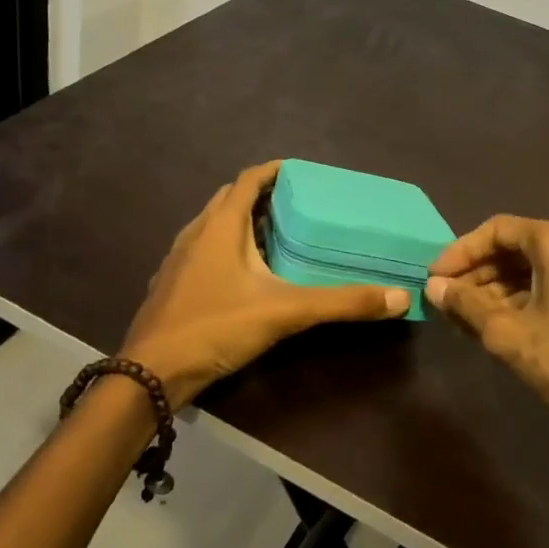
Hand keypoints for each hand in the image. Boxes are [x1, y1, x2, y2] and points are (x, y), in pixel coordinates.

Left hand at [122, 161, 411, 408]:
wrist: (149, 375)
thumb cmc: (215, 328)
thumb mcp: (285, 312)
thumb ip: (342, 302)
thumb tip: (399, 297)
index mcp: (220, 226)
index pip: (247, 180)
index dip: (273, 171)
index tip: (301, 173)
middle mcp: (195, 233)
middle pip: (229, 199)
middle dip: (260, 195)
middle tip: (294, 205)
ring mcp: (177, 260)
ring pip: (212, 226)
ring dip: (240, 222)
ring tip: (274, 235)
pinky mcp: (170, 285)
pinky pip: (202, 251)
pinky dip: (225, 248)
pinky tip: (243, 275)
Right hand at [424, 216, 548, 464]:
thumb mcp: (510, 335)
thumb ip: (467, 305)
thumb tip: (433, 287)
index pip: (497, 230)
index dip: (460, 253)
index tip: (434, 279)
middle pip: (519, 246)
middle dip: (480, 272)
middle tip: (449, 301)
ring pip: (540, 267)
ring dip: (503, 287)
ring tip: (471, 317)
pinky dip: (530, 297)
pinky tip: (508, 324)